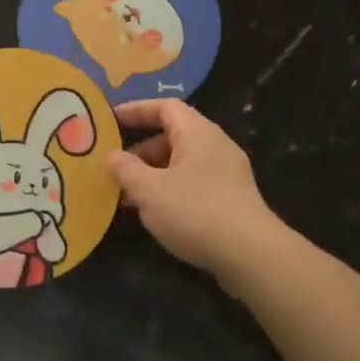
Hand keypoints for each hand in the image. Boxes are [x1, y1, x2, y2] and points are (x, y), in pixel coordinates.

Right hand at [107, 101, 281, 283]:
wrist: (249, 253)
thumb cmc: (194, 211)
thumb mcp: (149, 189)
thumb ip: (126, 169)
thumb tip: (112, 155)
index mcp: (198, 133)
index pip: (165, 107)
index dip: (136, 110)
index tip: (110, 120)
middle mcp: (216, 145)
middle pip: (174, 135)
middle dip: (141, 150)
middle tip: (115, 168)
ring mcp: (227, 173)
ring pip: (182, 163)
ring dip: (153, 174)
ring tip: (128, 196)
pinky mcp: (232, 199)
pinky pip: (194, 183)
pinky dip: (170, 190)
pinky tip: (155, 213)